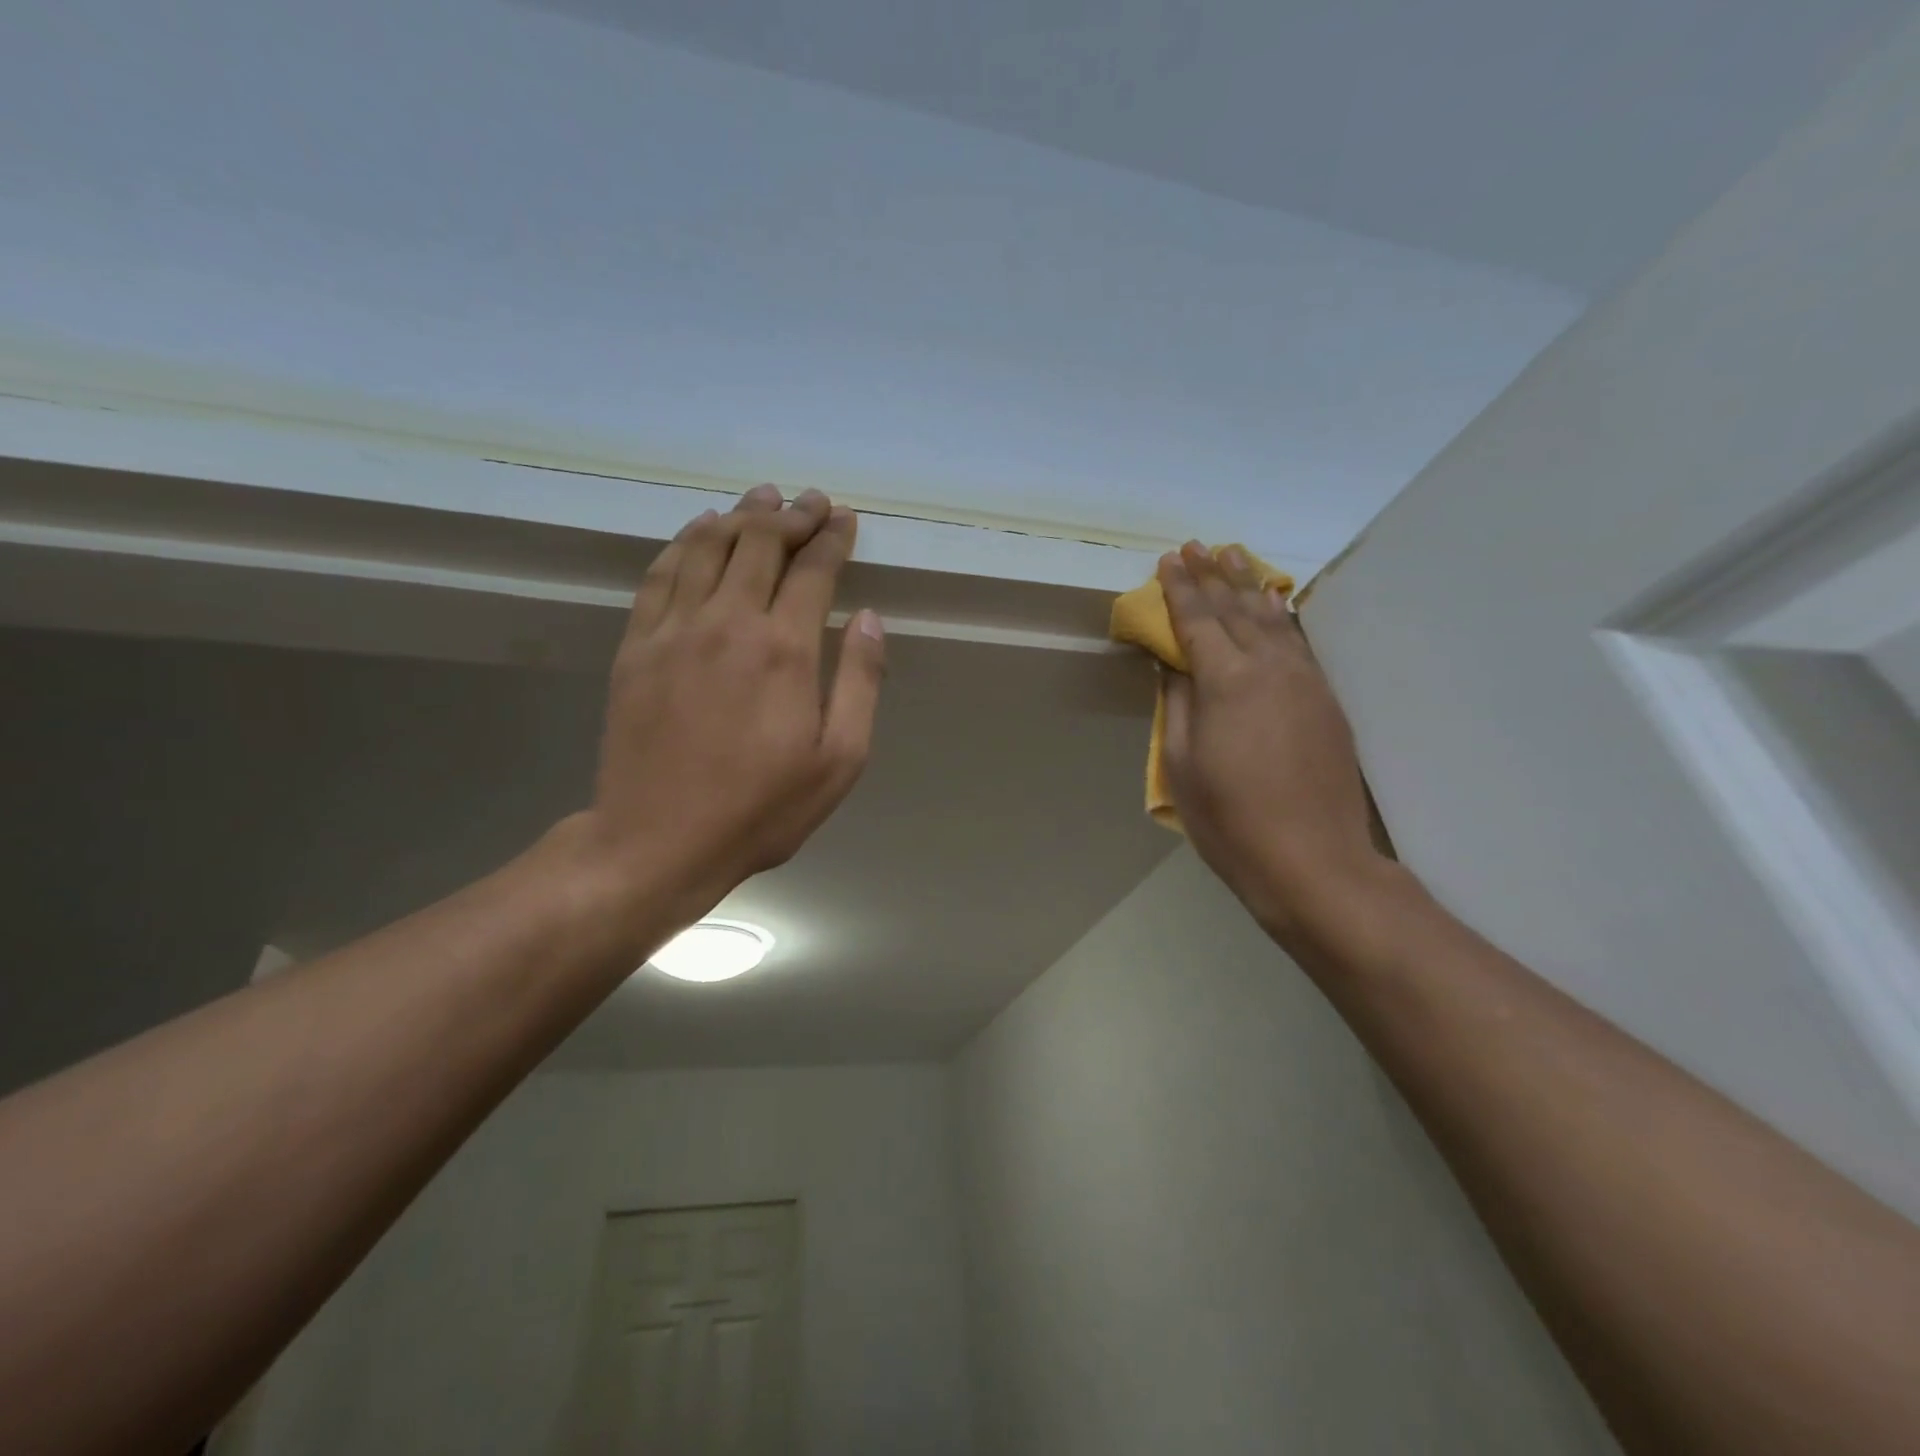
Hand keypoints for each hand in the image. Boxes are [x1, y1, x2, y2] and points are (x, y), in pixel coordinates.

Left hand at [579, 485, 884, 938]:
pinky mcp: (637, 646)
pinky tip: (699, 532)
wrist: (657, 841)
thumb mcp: (839, 761)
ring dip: (740, 515)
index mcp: (784, 649)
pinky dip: (685, 543)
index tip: (844, 518)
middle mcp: (728, 623)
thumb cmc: (761, 809)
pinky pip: (661, 574)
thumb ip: (859, 682)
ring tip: (761, 498)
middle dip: (791, 515)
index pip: (812, 570)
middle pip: (760, 544)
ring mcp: (674, 630)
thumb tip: (869, 618)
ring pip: (708, 548)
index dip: (832, 538)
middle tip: (810, 500)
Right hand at [1158, 542, 1385, 936]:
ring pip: (1272, 619)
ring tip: (1234, 557)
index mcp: (1227, 681)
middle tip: (1197, 546)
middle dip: (1213, 575)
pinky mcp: (1325, 699)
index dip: (1179, 589)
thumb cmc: (1231, 820)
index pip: (1197, 620)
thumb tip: (1174, 662)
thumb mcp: (1183, 765)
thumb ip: (1178, 704)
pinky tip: (1274, 604)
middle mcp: (1269, 667)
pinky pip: (1297, 641)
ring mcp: (1305, 680)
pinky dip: (1279, 616)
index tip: (1168, 560)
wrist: (1314, 861)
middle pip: (1236, 609)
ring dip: (1249, 586)